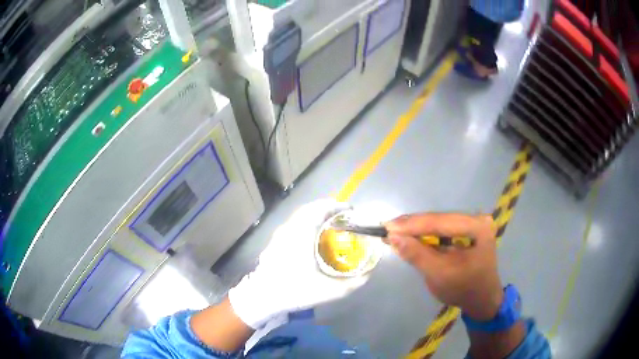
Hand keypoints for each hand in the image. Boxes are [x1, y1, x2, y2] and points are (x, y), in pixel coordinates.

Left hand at [229, 199, 369, 328]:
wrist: (263, 297)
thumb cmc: (296, 290)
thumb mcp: (331, 291)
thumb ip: (354, 282)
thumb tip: (370, 271)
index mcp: (303, 233)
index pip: (322, 208)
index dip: (338, 206)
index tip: (351, 210)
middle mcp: (290, 227)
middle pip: (311, 209)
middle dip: (329, 209)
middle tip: (343, 218)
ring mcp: (279, 233)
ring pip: (300, 216)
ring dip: (316, 216)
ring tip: (331, 226)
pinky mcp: (274, 241)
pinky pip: (293, 224)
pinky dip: (306, 223)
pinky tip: (312, 238)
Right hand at [385, 213, 502, 320]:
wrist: (481, 299)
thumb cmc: (463, 289)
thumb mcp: (439, 275)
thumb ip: (417, 255)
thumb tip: (392, 236)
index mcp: (477, 227)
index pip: (440, 222)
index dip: (412, 225)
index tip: (386, 227)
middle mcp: (476, 219)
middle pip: (439, 219)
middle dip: (412, 226)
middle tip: (386, 228)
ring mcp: (472, 223)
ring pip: (438, 223)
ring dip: (416, 229)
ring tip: (394, 231)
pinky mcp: (467, 230)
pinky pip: (442, 229)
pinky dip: (425, 234)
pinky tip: (410, 235)